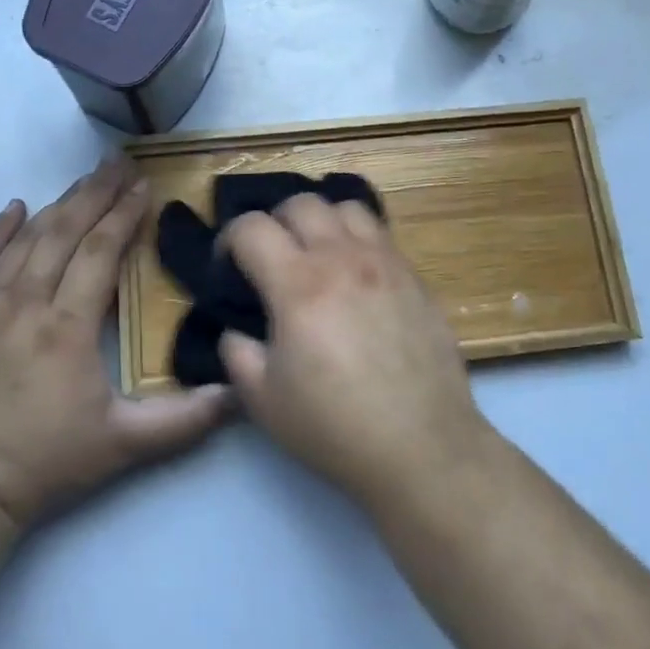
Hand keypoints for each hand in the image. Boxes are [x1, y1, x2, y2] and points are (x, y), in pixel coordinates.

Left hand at [0, 160, 229, 530]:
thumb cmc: (45, 463)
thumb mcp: (123, 445)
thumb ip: (184, 420)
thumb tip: (238, 393)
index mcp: (67, 327)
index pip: (100, 252)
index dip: (124, 215)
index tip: (144, 186)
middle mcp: (26, 305)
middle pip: (64, 233)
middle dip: (95, 194)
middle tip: (118, 163)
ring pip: (25, 241)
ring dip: (57, 205)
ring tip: (83, 179)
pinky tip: (14, 208)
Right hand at [217, 196, 490, 506]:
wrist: (421, 445)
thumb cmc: (335, 427)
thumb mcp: (264, 401)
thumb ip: (237, 354)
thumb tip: (236, 329)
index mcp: (298, 285)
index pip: (252, 227)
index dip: (229, 239)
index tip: (228, 266)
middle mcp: (341, 258)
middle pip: (300, 202)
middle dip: (275, 222)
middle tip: (272, 258)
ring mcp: (384, 261)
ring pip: (345, 206)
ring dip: (321, 220)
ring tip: (317, 253)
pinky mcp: (413, 274)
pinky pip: (380, 232)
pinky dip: (357, 237)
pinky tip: (355, 273)